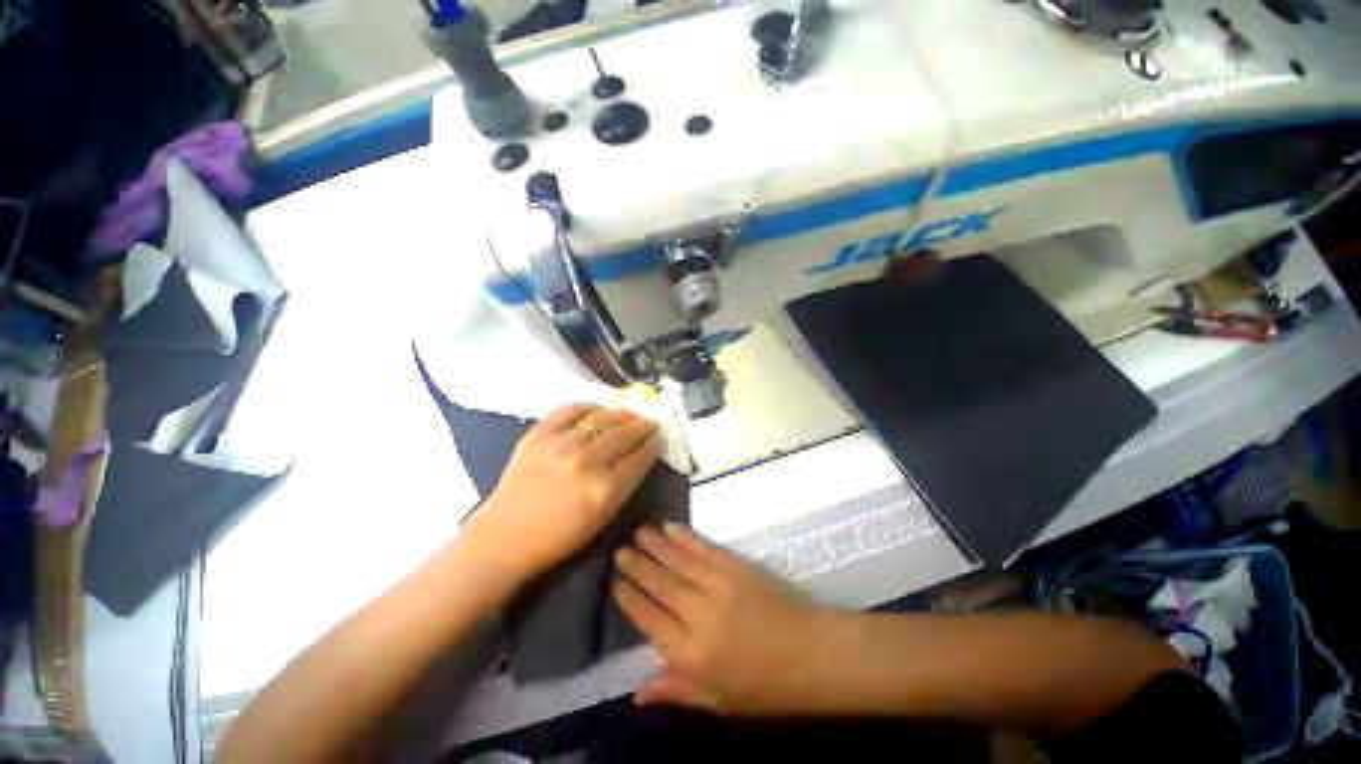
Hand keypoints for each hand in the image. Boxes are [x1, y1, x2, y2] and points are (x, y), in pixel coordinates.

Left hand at [465, 403, 659, 584]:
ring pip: (602, 418)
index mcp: (605, 490)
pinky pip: (570, 410)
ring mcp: (561, 444)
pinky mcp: (538, 433)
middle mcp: (587, 462)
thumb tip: (638, 456)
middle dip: (643, 425)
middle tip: (650, 422)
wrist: (504, 537)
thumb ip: (624, 485)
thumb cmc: (558, 537)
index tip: (658, 438)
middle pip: (625, 433)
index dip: (653, 445)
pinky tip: (597, 410)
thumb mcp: (602, 519)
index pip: (640, 457)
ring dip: (621, 414)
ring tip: (629, 414)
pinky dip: (588, 407)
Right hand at [612, 523, 836, 715]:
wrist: (811, 653)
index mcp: (691, 653)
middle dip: (637, 565)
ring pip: (677, 560)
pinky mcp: (735, 566)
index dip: (630, 599)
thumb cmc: (764, 686)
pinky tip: (670, 528)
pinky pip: (703, 548)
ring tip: (638, 532)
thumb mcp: (717, 700)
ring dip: (655, 544)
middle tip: (620, 550)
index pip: (649, 619)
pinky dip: (684, 536)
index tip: (615, 582)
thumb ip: (675, 690)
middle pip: (659, 584)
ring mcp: (718, 584)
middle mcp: (699, 614)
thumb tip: (636, 694)